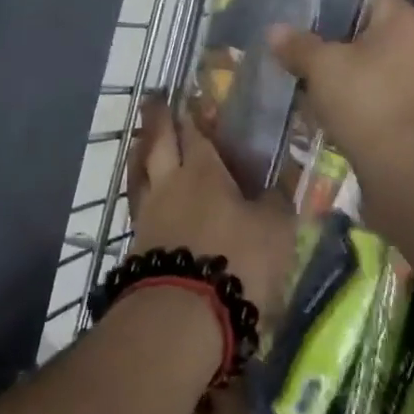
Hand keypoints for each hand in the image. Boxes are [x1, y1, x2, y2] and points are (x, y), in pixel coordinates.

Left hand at [125, 95, 295, 326]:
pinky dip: (140, 190)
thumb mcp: (274, 232)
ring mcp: (148, 214)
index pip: (195, 131)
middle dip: (157, 118)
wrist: (181, 317)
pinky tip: (146, 197)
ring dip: (141, 152)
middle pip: (158, 141)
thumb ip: (275, 204)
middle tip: (154, 99)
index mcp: (204, 170)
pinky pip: (137, 204)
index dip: (192, 113)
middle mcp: (170, 183)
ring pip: (140, 171)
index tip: (186, 95)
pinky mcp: (137, 246)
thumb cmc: (236, 262)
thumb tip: (277, 185)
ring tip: (141, 142)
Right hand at [266, 0, 413, 176]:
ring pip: (380, 65)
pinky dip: (366, 98)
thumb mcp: (322, 67)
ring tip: (316, 81)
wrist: (409, 168)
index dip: (334, 0)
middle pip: (373, 31)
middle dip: (339, 41)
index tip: (305, 13)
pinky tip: (339, 110)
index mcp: (405, 19)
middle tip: (304, 48)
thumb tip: (275, 30)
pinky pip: (388, 93)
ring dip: (352, 72)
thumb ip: (298, 45)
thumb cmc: (366, 100)